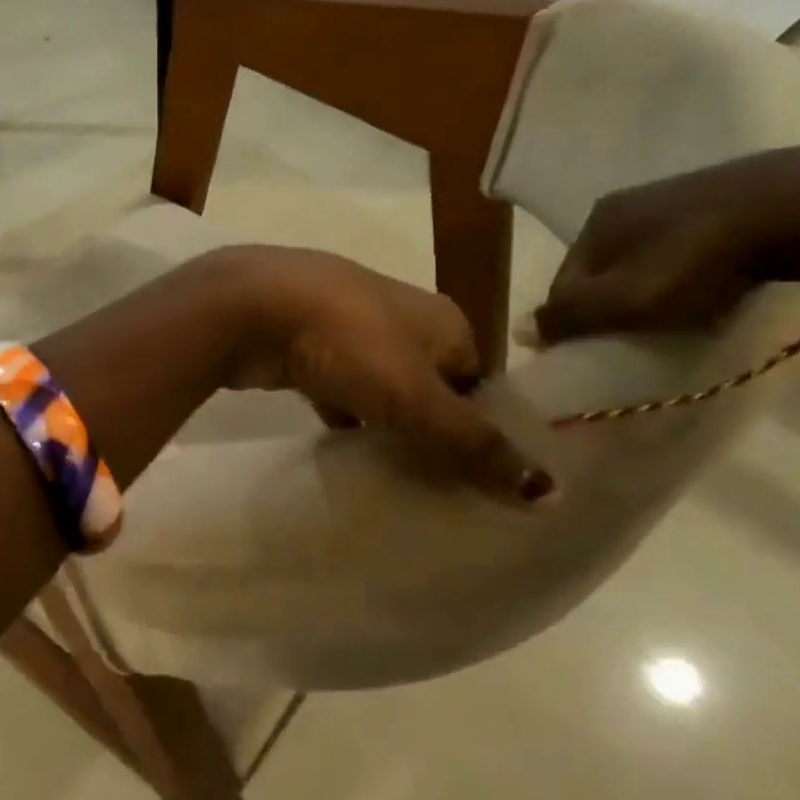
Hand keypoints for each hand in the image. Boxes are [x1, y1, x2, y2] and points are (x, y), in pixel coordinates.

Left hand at [214, 246, 553, 502]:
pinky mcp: (306, 348)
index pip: (480, 380)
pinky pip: (338, 391)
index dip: (483, 427)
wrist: (249, 306)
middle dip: (432, 431)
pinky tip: (345, 454)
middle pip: (430, 386)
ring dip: (386, 427)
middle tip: (438, 488)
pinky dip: (344, 419)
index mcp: (442, 320)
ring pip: (382, 389)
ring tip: (396, 481)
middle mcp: (401, 318)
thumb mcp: (417, 398)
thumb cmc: (348, 342)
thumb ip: (474, 444)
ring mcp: (348, 329)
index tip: (482, 480)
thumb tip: (550, 493)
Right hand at [531, 142, 799, 345]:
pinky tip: (715, 288)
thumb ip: (568, 317)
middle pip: (603, 273)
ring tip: (680, 319)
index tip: (597, 353)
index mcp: (596, 221)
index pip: (563, 284)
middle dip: (613, 308)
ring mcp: (680, 195)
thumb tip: (522, 331)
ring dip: (652, 294)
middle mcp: (628, 202)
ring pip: (645, 262)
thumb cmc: (700, 260)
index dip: (573, 324)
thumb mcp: (624, 300)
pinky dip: (690, 274)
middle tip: (640, 340)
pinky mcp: (728, 197)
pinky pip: (687, 249)